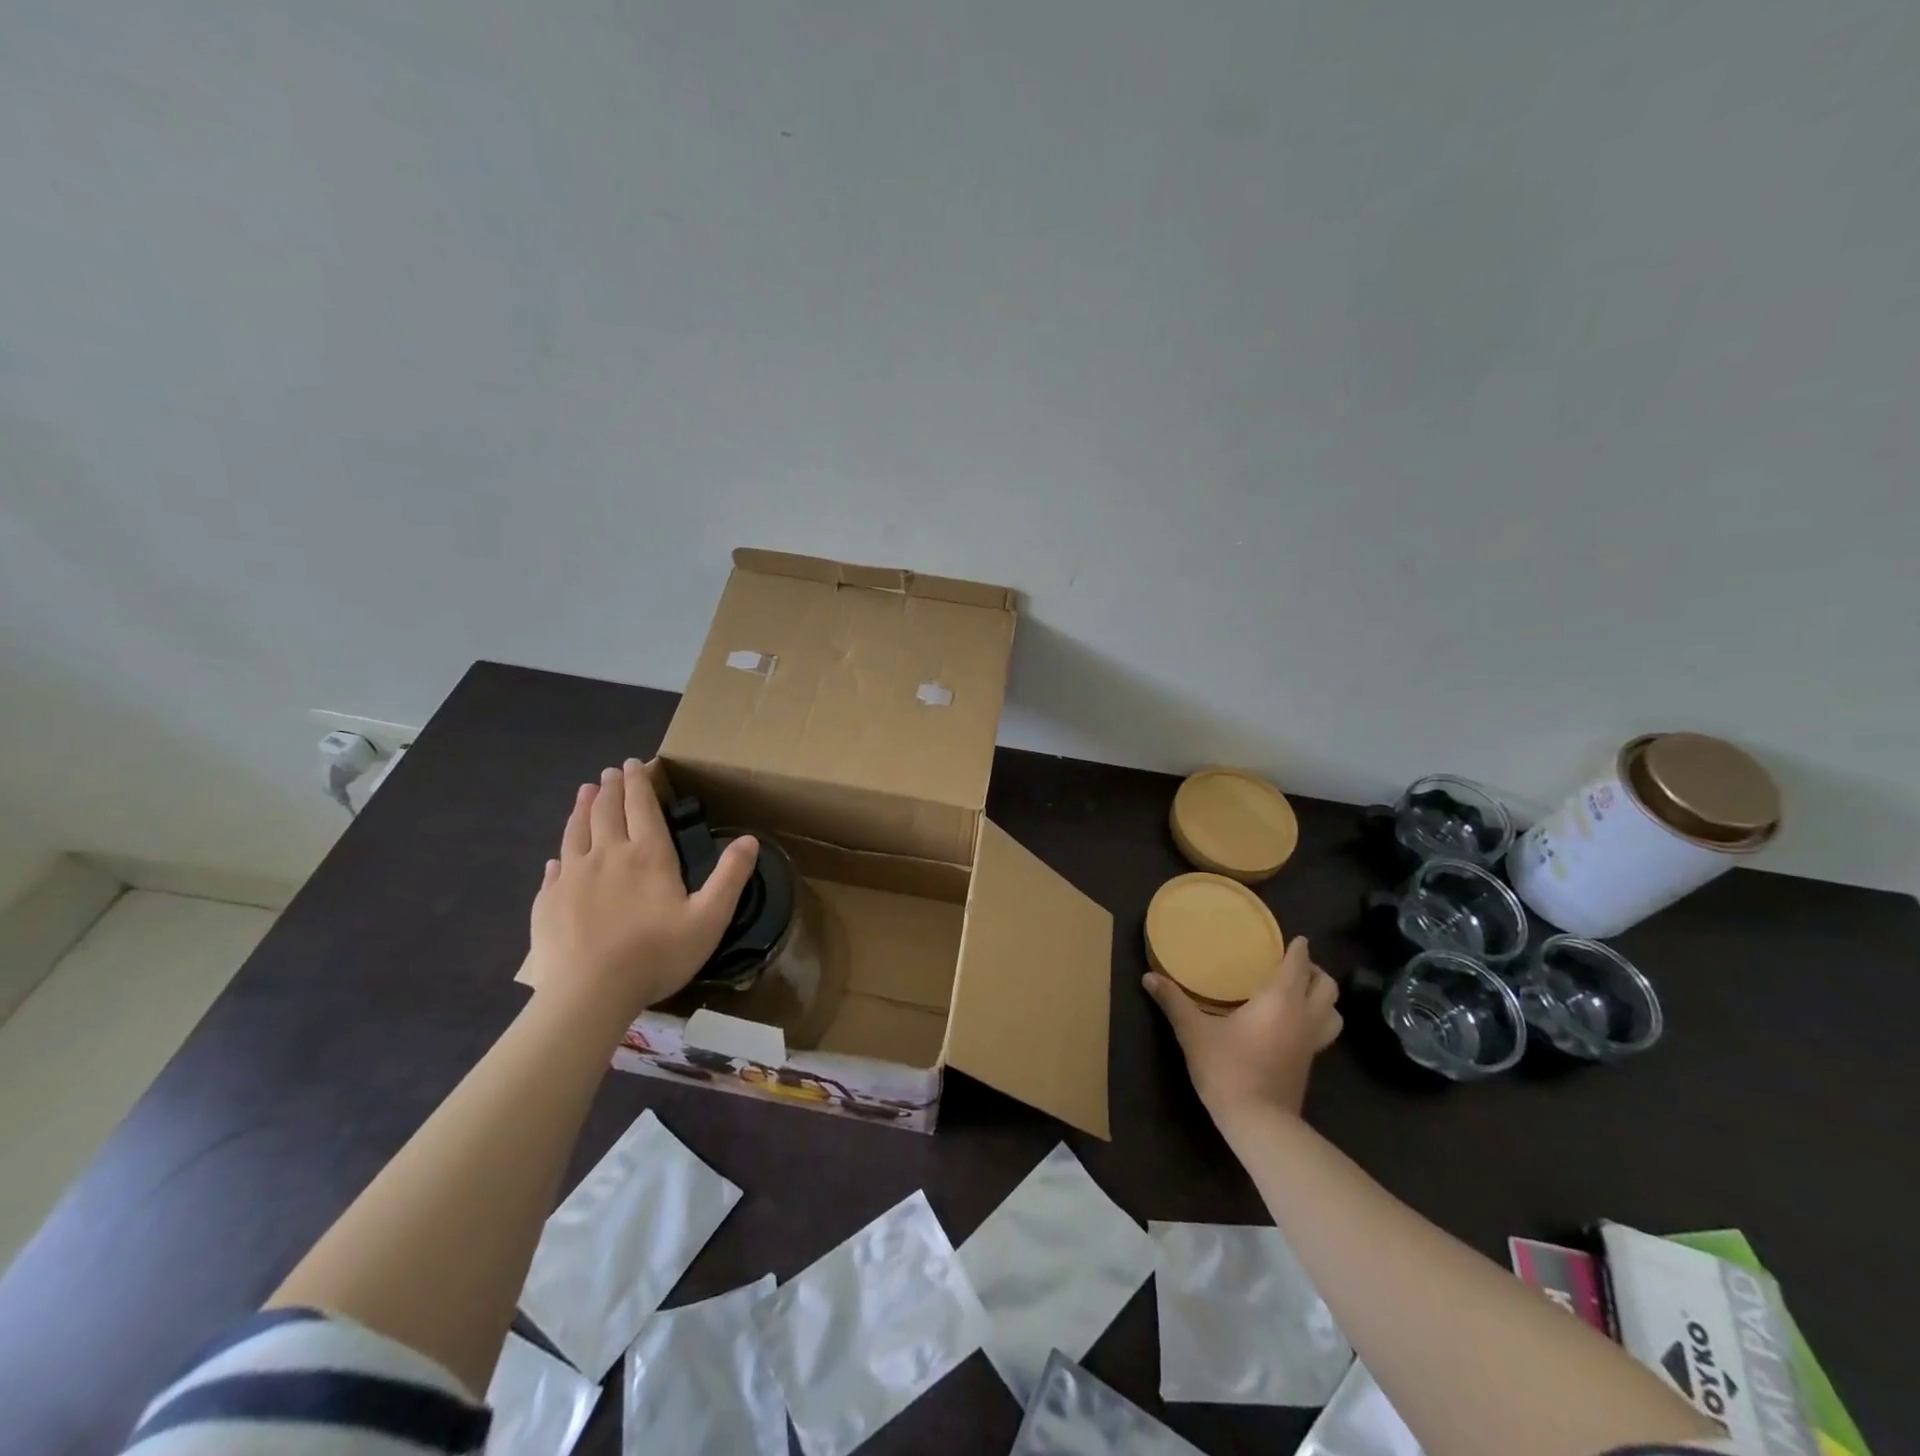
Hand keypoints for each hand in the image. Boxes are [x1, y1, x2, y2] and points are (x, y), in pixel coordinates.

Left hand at [526, 760, 758, 1025]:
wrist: (589, 994)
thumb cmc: (656, 954)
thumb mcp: (709, 918)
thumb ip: (730, 876)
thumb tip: (750, 839)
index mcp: (647, 855)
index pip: (642, 807)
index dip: (639, 783)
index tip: (634, 763)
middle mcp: (607, 855)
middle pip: (606, 811)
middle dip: (610, 788)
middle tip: (611, 772)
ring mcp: (572, 878)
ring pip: (576, 832)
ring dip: (582, 808)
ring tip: (584, 792)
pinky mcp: (548, 903)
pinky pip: (553, 870)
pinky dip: (560, 855)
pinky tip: (558, 856)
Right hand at [1144, 936, 1341, 1124]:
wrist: (1258, 1122)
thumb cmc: (1228, 1068)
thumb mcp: (1193, 1032)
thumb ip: (1173, 1001)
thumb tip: (1148, 977)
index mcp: (1280, 1000)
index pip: (1298, 965)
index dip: (1299, 949)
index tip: (1295, 939)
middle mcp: (1303, 1017)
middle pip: (1327, 987)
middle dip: (1315, 972)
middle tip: (1295, 965)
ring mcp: (1311, 1043)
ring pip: (1333, 1013)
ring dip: (1324, 999)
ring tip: (1303, 994)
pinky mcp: (1309, 1064)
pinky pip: (1324, 1032)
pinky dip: (1318, 1020)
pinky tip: (1295, 1025)